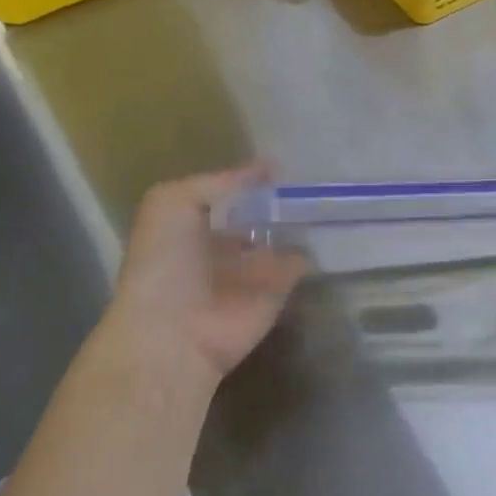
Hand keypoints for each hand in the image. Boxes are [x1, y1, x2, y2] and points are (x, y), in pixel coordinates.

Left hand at [104, 165, 306, 390]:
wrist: (175, 333)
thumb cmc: (165, 262)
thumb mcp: (172, 202)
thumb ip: (219, 181)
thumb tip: (266, 166)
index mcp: (191, 226)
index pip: (225, 196)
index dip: (247, 179)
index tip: (277, 162)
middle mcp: (221, 247)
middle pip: (255, 216)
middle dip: (277, 199)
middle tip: (307, 176)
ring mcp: (252, 269)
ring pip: (280, 237)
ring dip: (299, 220)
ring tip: (326, 193)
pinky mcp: (278, 290)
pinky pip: (300, 263)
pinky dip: (314, 248)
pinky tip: (330, 223)